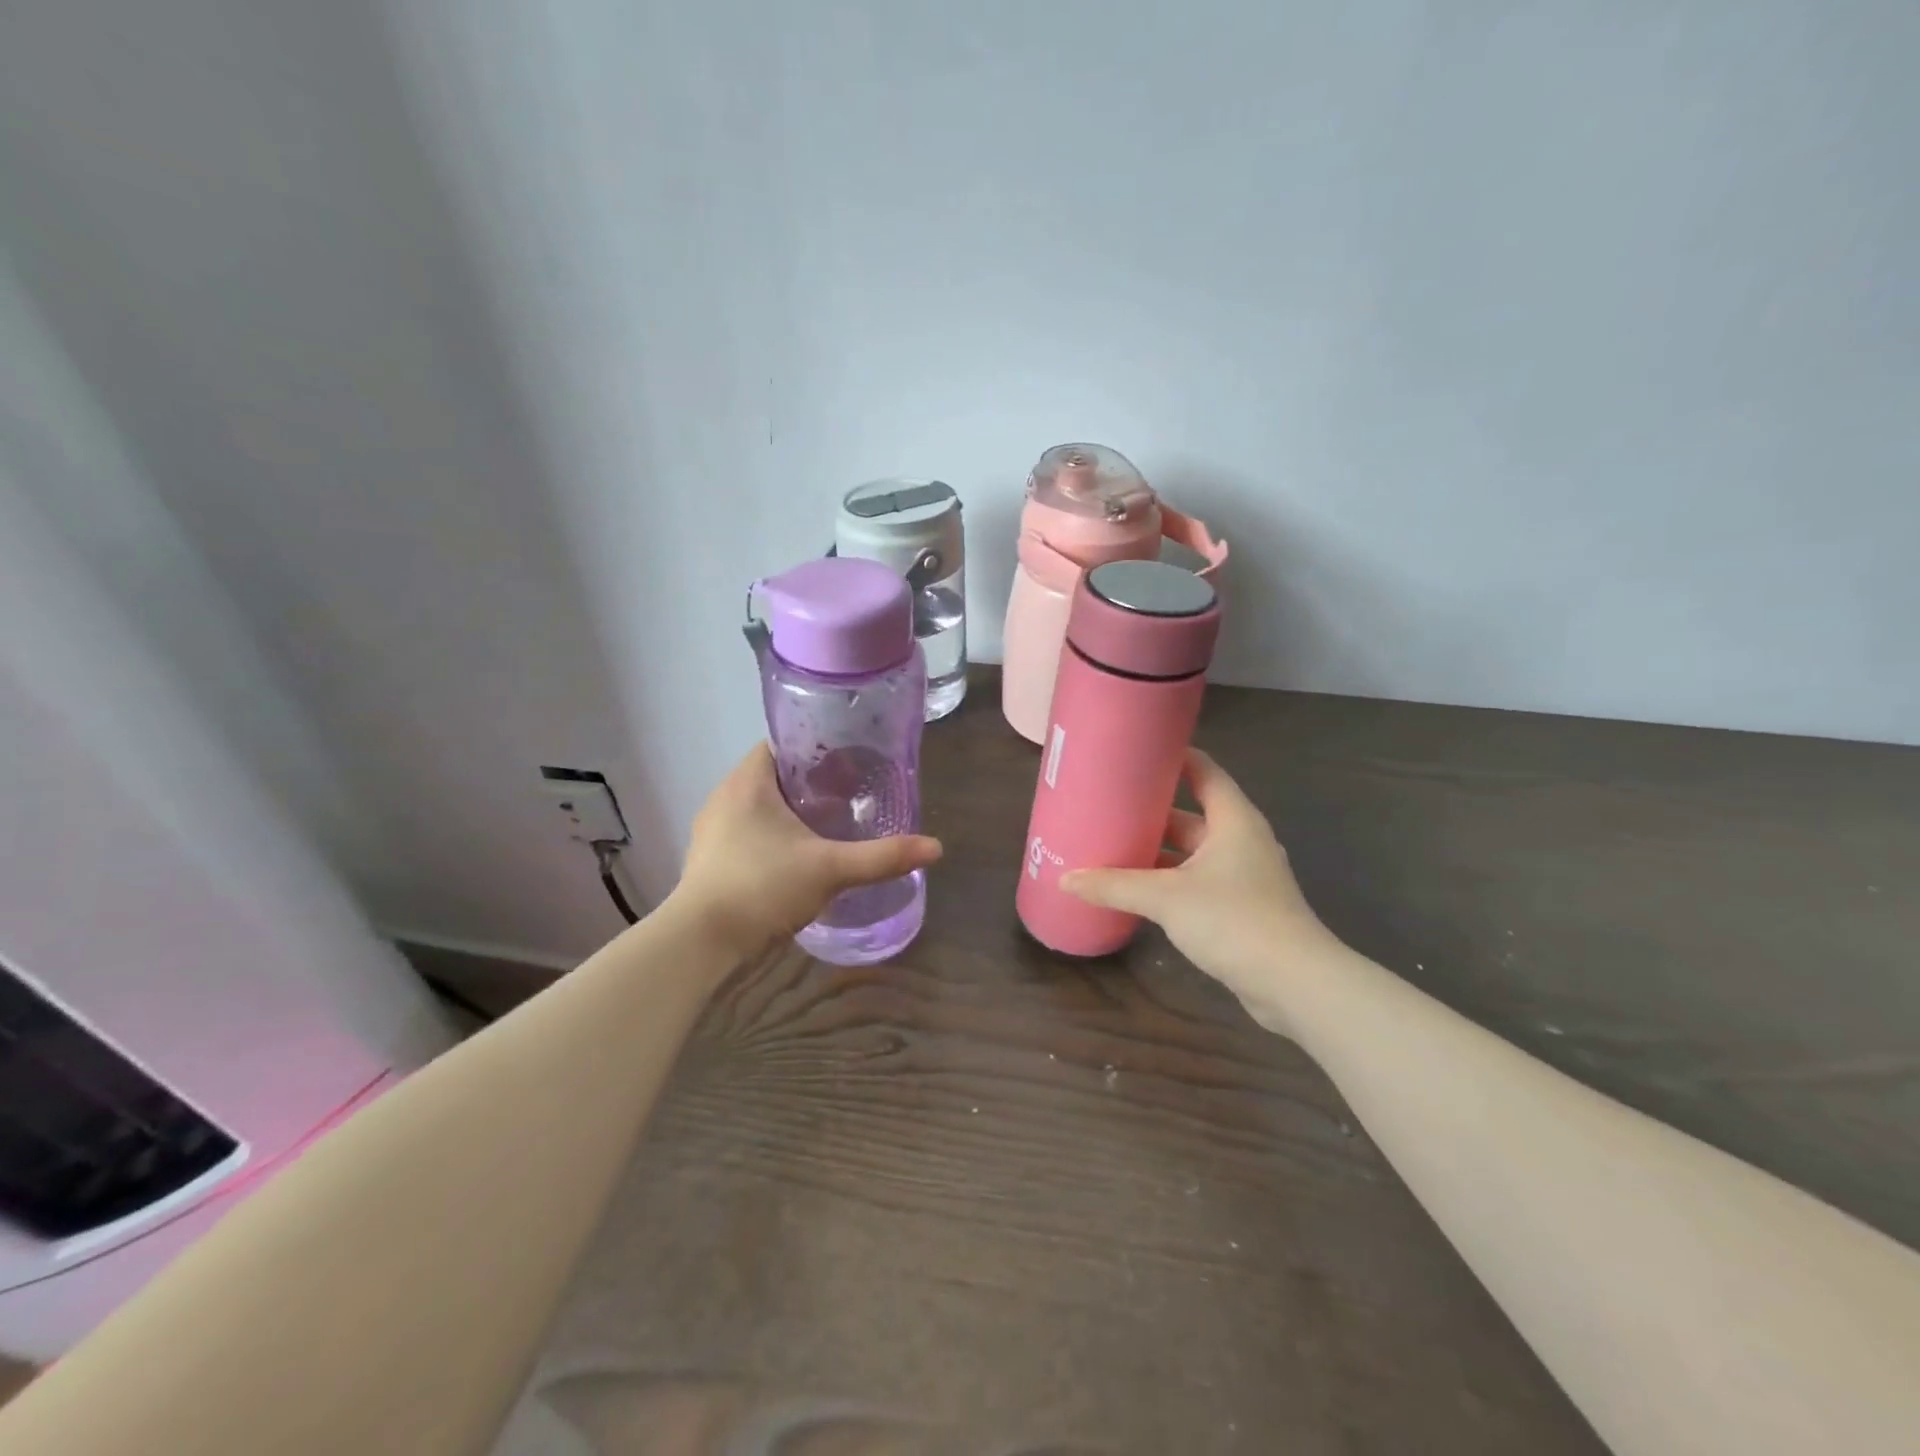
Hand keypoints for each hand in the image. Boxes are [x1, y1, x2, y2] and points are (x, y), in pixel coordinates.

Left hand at [670, 744, 942, 961]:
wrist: (701, 942)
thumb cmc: (762, 887)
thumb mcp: (830, 869)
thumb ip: (882, 857)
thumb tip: (935, 848)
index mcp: (748, 782)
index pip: (782, 743)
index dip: (816, 747)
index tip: (849, 762)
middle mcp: (725, 797)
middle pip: (774, 774)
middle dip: (810, 782)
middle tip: (850, 794)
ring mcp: (712, 829)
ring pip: (760, 805)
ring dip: (791, 810)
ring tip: (830, 824)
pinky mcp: (709, 858)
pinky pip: (748, 831)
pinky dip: (773, 834)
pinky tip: (798, 855)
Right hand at [1061, 748, 1337, 1030]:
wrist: (1293, 984)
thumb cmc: (1233, 919)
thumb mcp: (1166, 897)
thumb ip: (1114, 885)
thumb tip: (1065, 879)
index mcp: (1233, 820)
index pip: (1204, 771)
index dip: (1173, 757)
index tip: (1136, 752)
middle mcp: (1241, 840)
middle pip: (1192, 814)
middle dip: (1152, 812)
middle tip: (1108, 805)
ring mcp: (1243, 876)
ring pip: (1192, 852)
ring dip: (1158, 851)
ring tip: (1113, 845)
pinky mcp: (1240, 908)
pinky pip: (1196, 881)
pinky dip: (1169, 881)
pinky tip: (1136, 889)